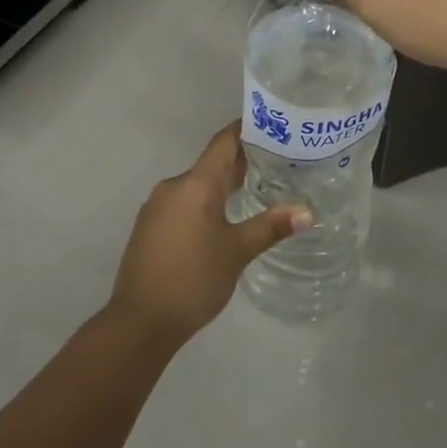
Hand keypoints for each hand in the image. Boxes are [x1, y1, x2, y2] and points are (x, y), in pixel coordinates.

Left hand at [109, 124, 310, 349]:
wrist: (139, 321)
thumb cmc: (193, 280)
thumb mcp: (237, 252)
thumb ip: (270, 226)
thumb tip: (307, 211)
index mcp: (196, 184)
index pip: (223, 142)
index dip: (245, 130)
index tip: (271, 126)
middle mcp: (173, 186)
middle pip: (211, 163)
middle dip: (240, 162)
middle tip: (275, 163)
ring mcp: (157, 206)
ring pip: (195, 185)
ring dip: (221, 185)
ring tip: (254, 191)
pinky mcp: (149, 226)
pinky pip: (182, 202)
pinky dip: (203, 203)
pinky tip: (220, 220)